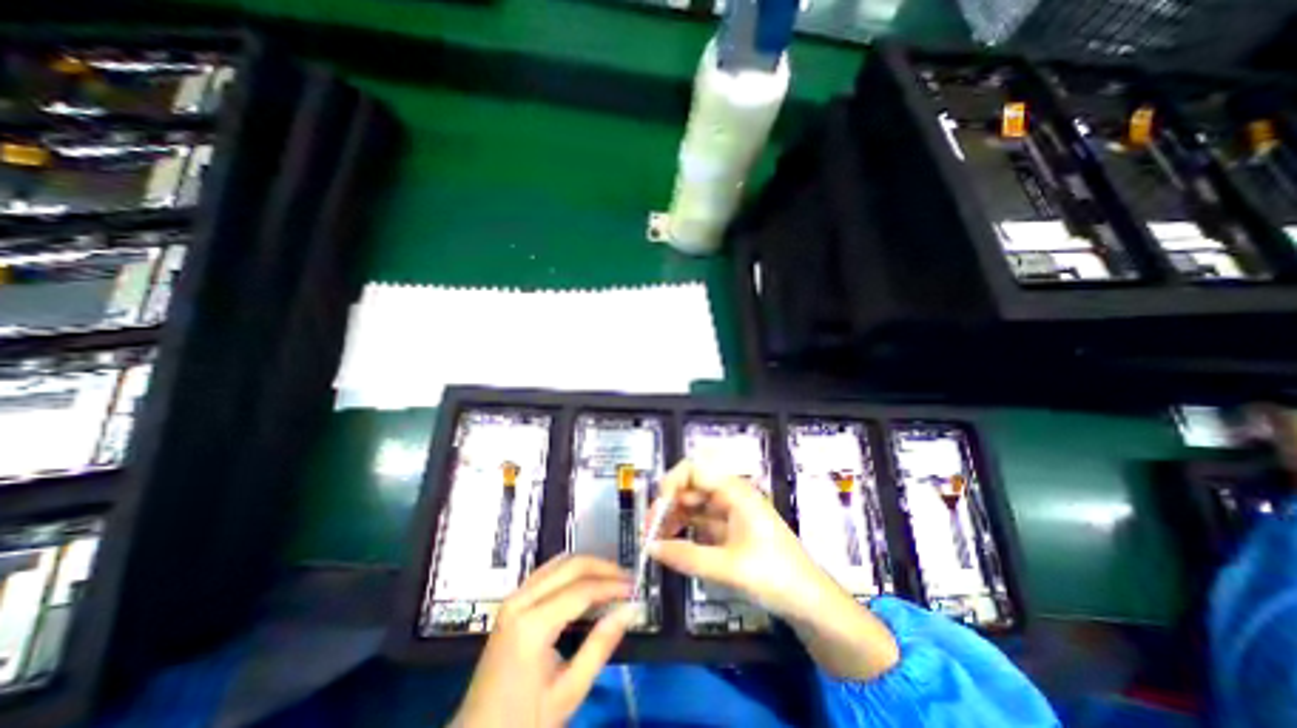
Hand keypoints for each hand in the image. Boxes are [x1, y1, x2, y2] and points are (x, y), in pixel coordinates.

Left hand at [451, 553, 636, 724]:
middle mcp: (520, 601)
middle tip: (627, 579)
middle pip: (570, 565)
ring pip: (559, 562)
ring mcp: (513, 597)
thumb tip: (630, 610)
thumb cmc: (523, 722)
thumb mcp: (568, 693)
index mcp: (531, 625)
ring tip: (612, 579)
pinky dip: (572, 571)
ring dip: (588, 566)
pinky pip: (548, 571)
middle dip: (603, 567)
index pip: (581, 589)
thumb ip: (600, 646)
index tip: (635, 588)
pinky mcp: (513, 601)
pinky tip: (587, 583)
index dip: (611, 585)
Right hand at [642, 460, 898, 681]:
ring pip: (692, 504)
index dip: (671, 483)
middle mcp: (730, 495)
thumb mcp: (728, 568)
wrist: (810, 601)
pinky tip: (673, 546)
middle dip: (667, 504)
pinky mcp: (729, 529)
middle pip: (689, 487)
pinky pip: (700, 521)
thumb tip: (649, 548)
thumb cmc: (775, 576)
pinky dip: (684, 530)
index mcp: (734, 492)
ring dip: (673, 518)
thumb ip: (686, 556)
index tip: (658, 510)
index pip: (694, 469)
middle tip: (649, 532)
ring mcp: (729, 512)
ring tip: (656, 542)